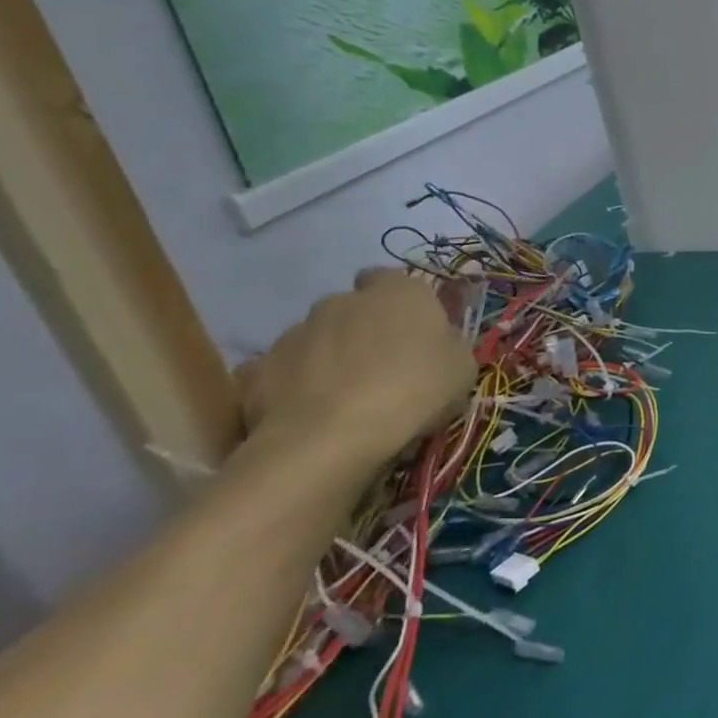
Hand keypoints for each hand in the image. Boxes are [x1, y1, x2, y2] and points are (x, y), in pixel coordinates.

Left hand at [236, 270, 476, 471]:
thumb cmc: (414, 391)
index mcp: (398, 292)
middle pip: (349, 307)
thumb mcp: (462, 368)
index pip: (390, 277)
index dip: (397, 300)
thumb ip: (447, 344)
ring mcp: (294, 334)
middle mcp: (343, 302)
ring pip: (313, 336)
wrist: (330, 440)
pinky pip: (275, 370)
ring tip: (338, 395)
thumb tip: (435, 343)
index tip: (407, 327)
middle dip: (358, 327)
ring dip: (324, 355)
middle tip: (377, 364)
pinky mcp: (255, 371)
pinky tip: (302, 409)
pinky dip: (287, 383)